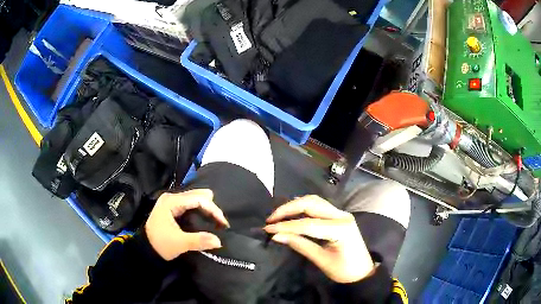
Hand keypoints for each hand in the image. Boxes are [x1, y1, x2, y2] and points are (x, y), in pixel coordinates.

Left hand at [145, 189, 229, 260]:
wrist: (145, 249)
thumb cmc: (160, 244)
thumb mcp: (179, 243)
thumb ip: (198, 241)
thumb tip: (219, 241)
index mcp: (171, 201)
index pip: (198, 199)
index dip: (213, 209)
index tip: (223, 223)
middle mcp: (172, 197)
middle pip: (197, 195)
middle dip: (211, 208)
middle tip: (220, 223)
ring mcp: (171, 201)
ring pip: (195, 199)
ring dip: (207, 209)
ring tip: (216, 222)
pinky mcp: (173, 208)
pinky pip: (191, 204)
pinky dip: (201, 211)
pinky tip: (206, 219)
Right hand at [264, 195, 374, 283]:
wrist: (363, 272)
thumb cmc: (345, 271)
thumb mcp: (321, 260)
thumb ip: (300, 245)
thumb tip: (276, 236)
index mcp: (341, 229)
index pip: (308, 224)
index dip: (286, 226)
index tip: (267, 228)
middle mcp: (342, 216)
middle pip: (311, 203)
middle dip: (288, 209)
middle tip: (270, 219)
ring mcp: (341, 214)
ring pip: (314, 201)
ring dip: (294, 206)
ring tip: (278, 217)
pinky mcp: (339, 216)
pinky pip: (318, 207)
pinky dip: (302, 209)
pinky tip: (291, 215)